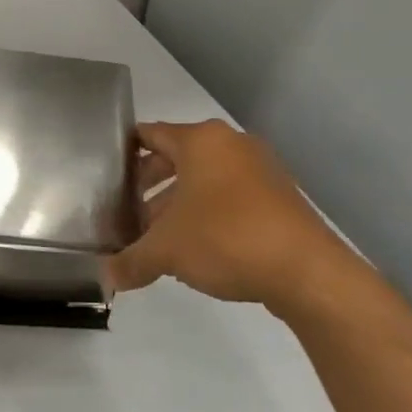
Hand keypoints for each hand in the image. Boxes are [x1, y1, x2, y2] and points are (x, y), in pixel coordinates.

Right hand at [104, 119, 345, 306]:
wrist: (308, 273)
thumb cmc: (226, 239)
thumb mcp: (165, 252)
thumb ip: (130, 261)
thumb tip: (106, 277)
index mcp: (201, 141)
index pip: (149, 134)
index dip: (123, 153)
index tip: (102, 173)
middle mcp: (231, 146)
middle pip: (175, 158)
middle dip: (148, 185)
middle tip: (123, 210)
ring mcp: (260, 170)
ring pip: (203, 180)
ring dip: (176, 203)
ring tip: (153, 235)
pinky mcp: (278, 198)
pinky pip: (229, 197)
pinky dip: (206, 214)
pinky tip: (192, 247)